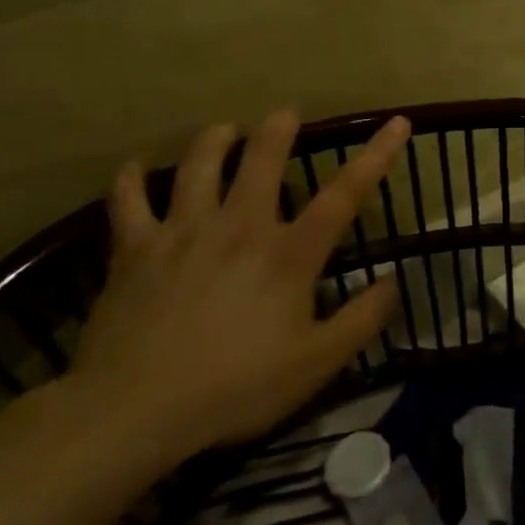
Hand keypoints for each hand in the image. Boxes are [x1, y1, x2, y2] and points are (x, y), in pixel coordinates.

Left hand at [66, 111, 410, 456]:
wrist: (132, 410)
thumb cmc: (235, 388)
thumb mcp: (317, 364)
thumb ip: (362, 320)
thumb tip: (393, 281)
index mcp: (288, 254)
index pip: (344, 195)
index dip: (375, 156)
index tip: (397, 122)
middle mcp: (238, 228)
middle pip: (261, 162)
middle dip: (277, 130)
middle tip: (285, 113)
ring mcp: (182, 233)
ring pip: (198, 168)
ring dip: (214, 141)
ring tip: (224, 129)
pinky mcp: (133, 251)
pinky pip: (128, 203)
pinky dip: (130, 180)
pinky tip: (133, 168)